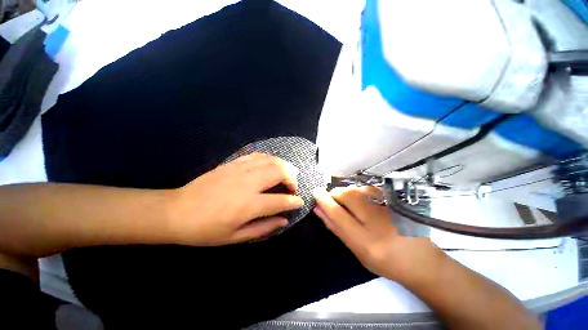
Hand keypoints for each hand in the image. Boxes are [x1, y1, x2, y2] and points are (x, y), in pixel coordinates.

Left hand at [167, 153, 303, 245]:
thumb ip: (264, 228)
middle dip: (292, 178)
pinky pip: (258, 155)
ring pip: (271, 160)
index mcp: (249, 204)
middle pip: (280, 172)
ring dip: (283, 166)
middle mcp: (248, 183)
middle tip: (293, 187)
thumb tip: (284, 220)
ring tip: (286, 174)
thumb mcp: (236, 237)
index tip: (300, 202)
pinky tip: (271, 164)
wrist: (177, 211)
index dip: (294, 201)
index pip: (281, 200)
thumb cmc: (206, 230)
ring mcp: (240, 170)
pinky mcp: (233, 163)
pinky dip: (269, 158)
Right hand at [313, 186, 444, 283]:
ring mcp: (387, 207)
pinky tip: (363, 201)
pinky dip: (359, 192)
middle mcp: (376, 219)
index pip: (336, 212)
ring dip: (347, 193)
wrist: (420, 259)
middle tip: (334, 201)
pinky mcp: (394, 201)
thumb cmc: (383, 259)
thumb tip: (318, 210)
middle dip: (335, 195)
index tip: (315, 192)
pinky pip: (367, 189)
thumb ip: (335, 227)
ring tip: (349, 204)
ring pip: (356, 189)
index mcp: (364, 239)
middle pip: (346, 194)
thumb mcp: (356, 248)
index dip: (323, 200)